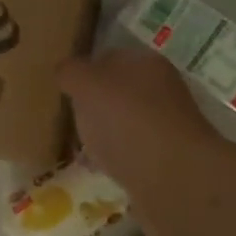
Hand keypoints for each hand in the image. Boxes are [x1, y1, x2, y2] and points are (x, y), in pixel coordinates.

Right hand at [57, 48, 228, 235]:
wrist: (173, 178)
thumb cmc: (128, 121)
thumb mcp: (88, 85)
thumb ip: (72, 72)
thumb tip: (64, 71)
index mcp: (146, 63)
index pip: (109, 57)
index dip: (84, 71)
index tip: (62, 90)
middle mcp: (161, 90)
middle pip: (118, 92)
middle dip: (94, 105)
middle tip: (68, 120)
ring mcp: (165, 127)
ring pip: (125, 123)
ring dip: (105, 133)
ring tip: (80, 148)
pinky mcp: (165, 160)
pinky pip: (132, 153)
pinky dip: (115, 158)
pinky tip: (100, 169)